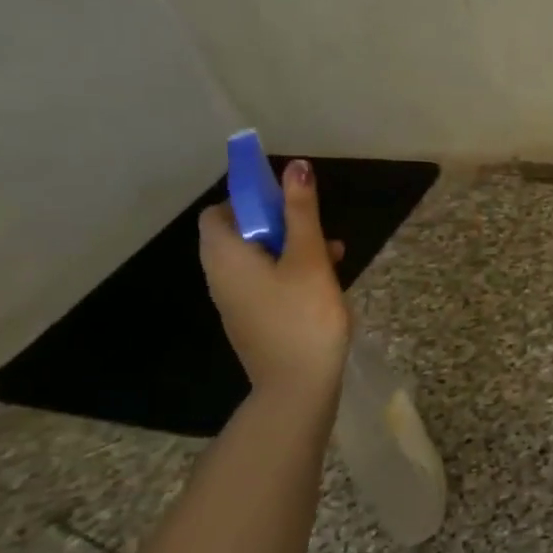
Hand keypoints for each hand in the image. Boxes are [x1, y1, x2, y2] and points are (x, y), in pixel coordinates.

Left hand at [198, 158, 350, 398]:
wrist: (297, 386)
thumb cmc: (303, 316)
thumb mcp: (309, 258)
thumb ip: (302, 212)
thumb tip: (296, 165)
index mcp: (225, 255)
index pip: (220, 211)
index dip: (251, 199)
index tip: (288, 202)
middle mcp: (220, 275)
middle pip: (241, 233)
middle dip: (280, 224)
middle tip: (316, 229)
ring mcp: (236, 301)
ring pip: (258, 259)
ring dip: (291, 249)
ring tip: (333, 254)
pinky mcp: (253, 320)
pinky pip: (265, 283)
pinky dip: (289, 273)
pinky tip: (325, 283)